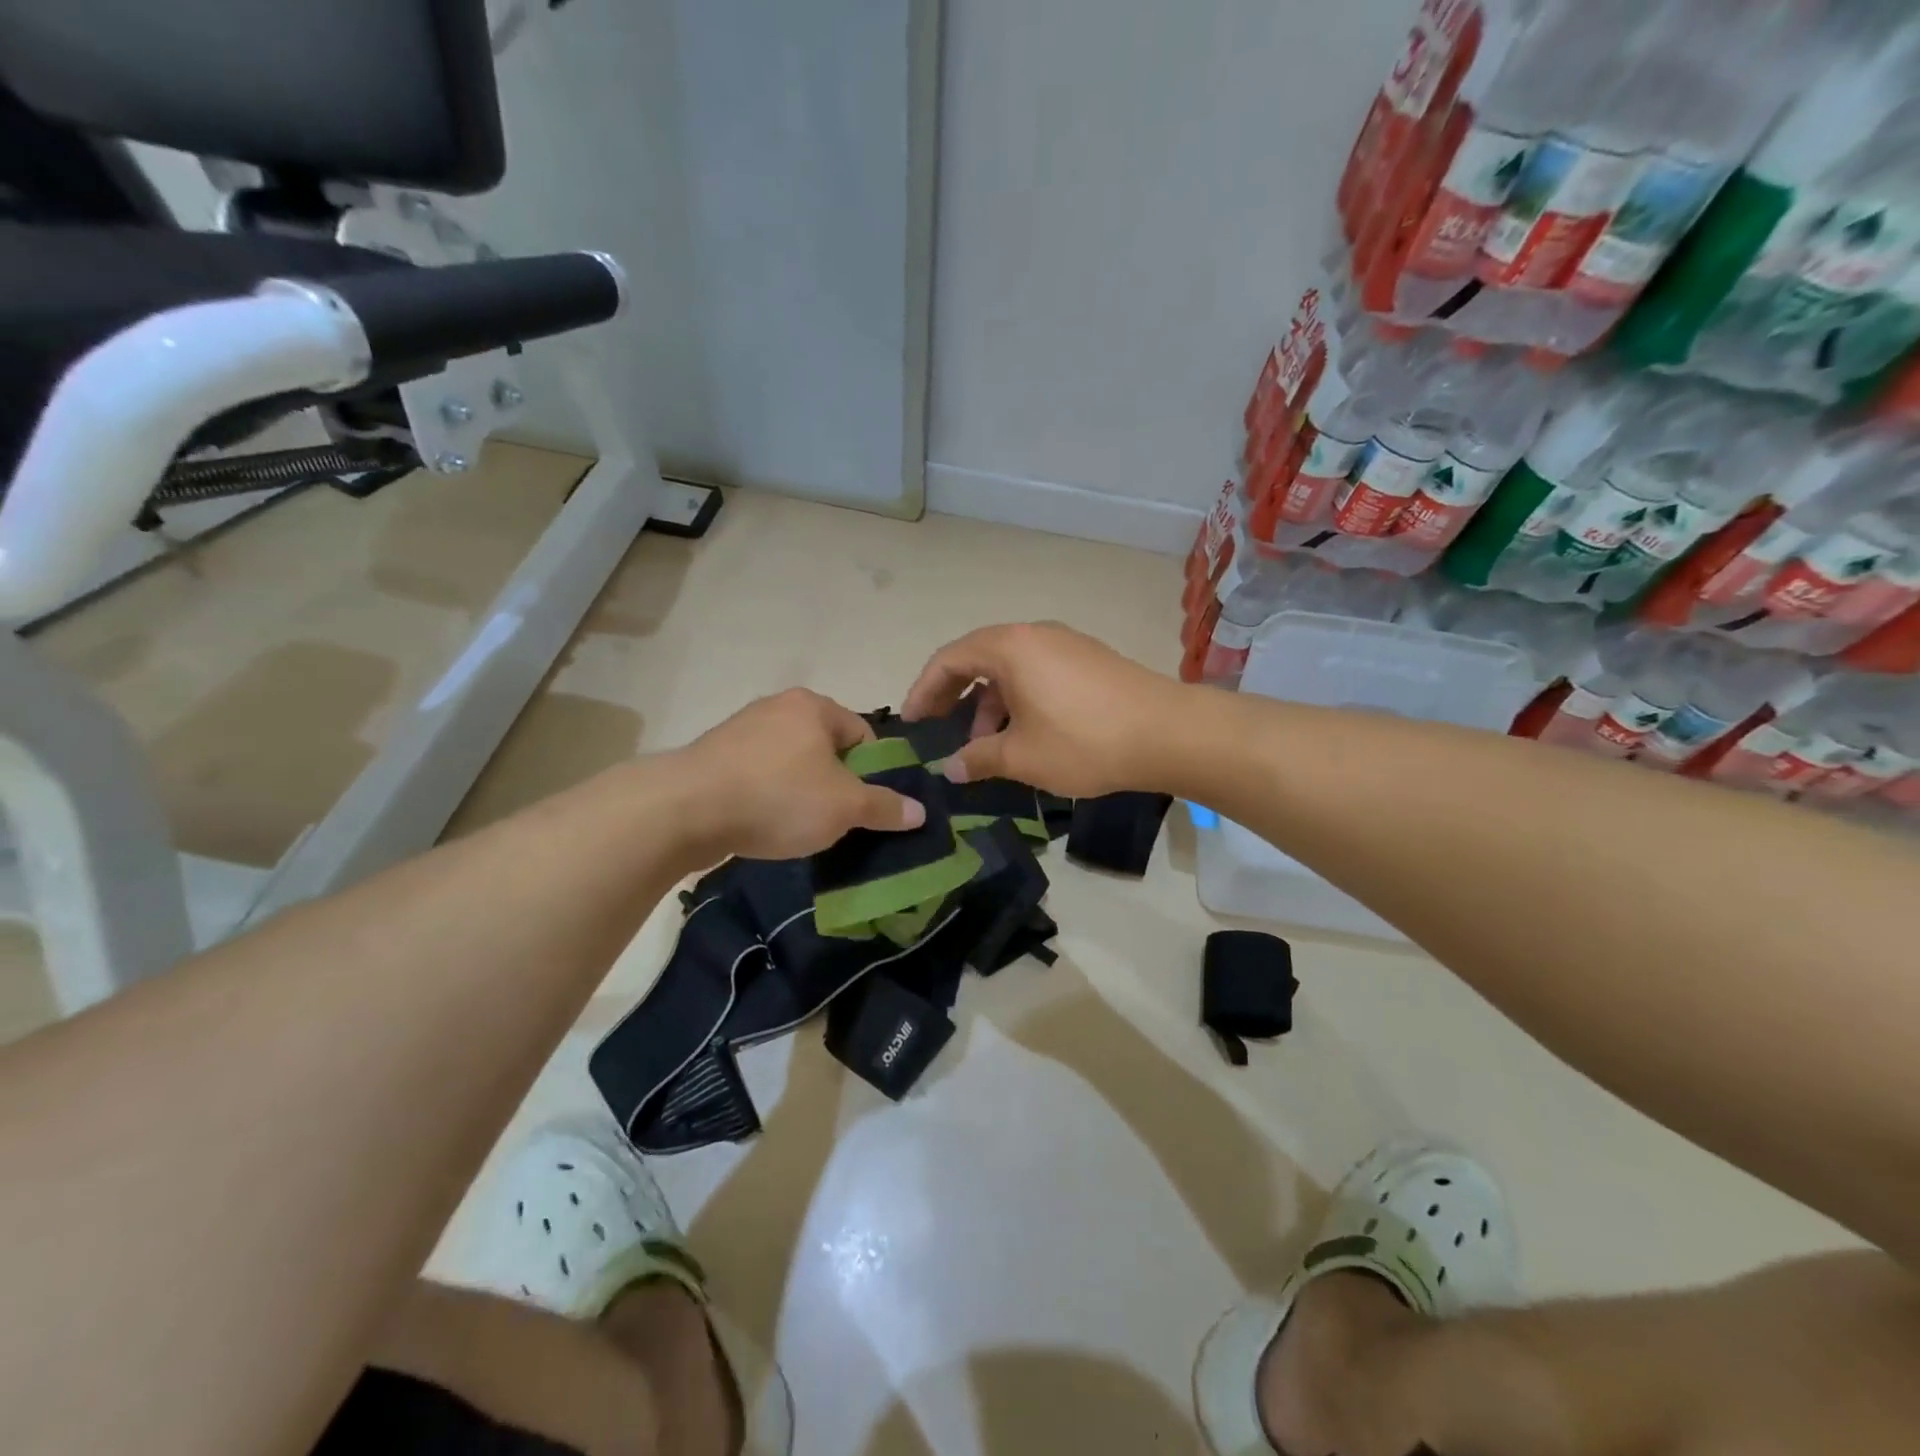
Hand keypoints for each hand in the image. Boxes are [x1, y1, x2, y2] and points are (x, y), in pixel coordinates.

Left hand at [672, 689, 925, 860]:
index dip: (874, 773)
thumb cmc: (778, 797)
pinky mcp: (713, 758)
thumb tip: (920, 811)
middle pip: (826, 749)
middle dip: (836, 784)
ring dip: (802, 793)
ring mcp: (741, 730)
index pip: (864, 735)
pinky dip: (769, 798)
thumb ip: (885, 807)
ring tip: (801, 828)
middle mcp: (777, 708)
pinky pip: (758, 776)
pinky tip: (765, 824)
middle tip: (839, 820)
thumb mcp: (845, 807)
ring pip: (791, 764)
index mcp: (813, 706)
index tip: (869, 806)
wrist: (684, 810)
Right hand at [901, 622, 1186, 798]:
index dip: (923, 691)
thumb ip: (978, 758)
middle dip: (954, 698)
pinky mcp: (1090, 661)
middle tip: (940, 732)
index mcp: (1010, 647)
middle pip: (978, 659)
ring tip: (987, 745)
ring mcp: (1066, 645)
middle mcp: (1035, 635)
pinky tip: (1025, 735)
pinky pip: (1038, 674)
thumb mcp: (1022, 756)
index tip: (911, 723)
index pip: (948, 659)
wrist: (1169, 733)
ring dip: (990, 704)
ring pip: (1011, 670)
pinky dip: (1019, 700)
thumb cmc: (1084, 741)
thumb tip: (950, 768)